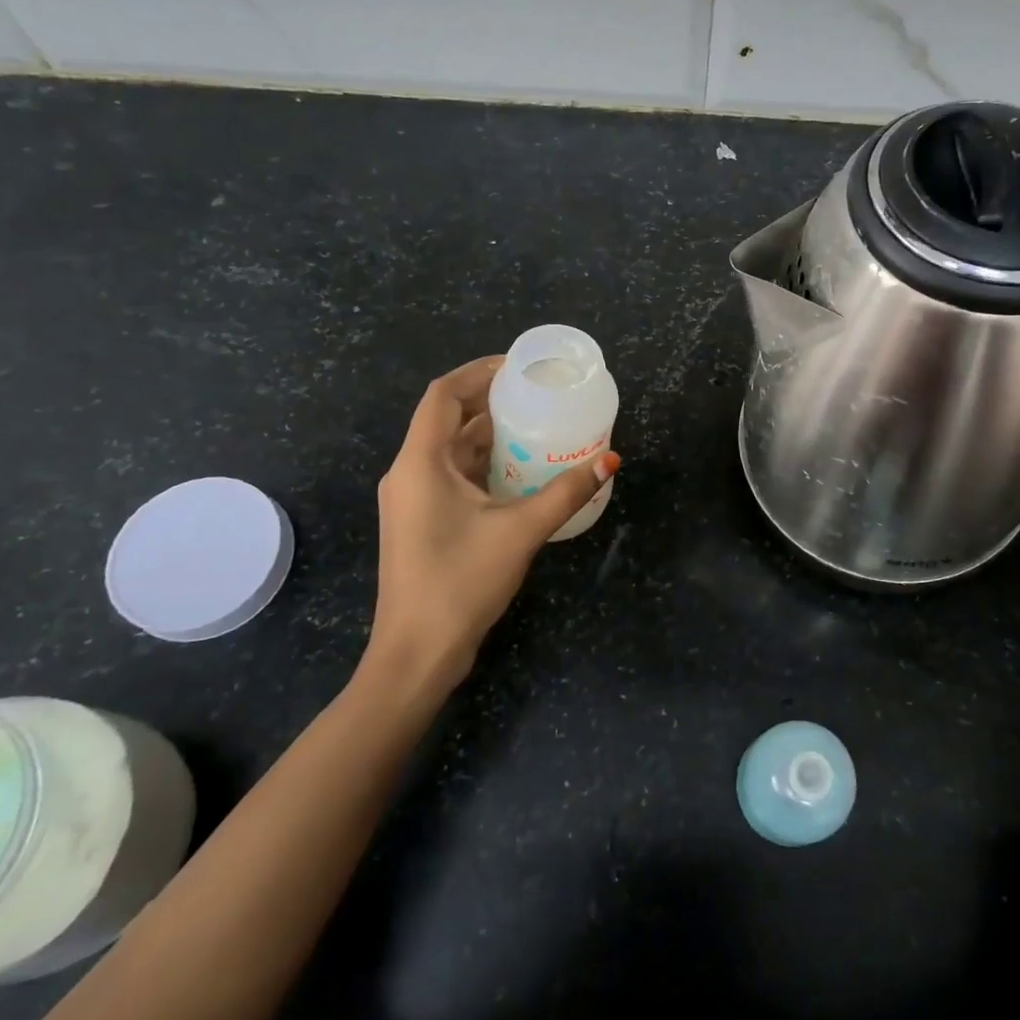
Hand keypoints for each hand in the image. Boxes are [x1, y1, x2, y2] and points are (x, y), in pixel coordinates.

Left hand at [365, 356, 618, 693]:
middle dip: (489, 401)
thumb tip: (610, 460)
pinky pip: (452, 476)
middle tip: (536, 394)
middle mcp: (409, 472)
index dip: (478, 372)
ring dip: (488, 434)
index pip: (443, 395)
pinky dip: (483, 463)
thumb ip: (566, 492)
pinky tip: (519, 470)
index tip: (518, 367)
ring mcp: (412, 499)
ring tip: (535, 424)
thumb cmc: (461, 582)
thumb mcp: (521, 531)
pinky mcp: (421, 521)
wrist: (418, 652)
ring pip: (450, 450)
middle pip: (446, 419)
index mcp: (421, 463)